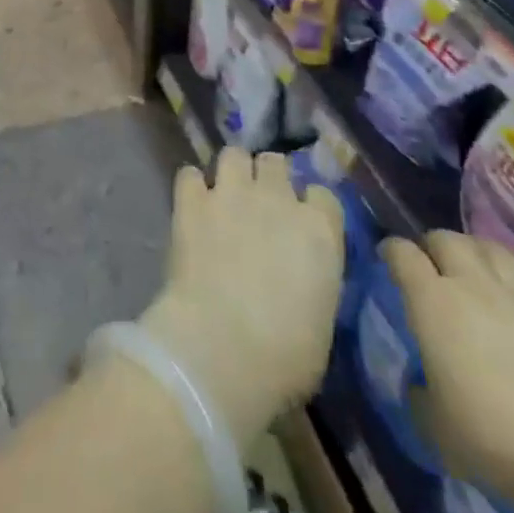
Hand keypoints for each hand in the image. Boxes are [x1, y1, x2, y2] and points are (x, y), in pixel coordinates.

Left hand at [138, 148, 343, 448]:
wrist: (219, 348)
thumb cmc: (283, 357)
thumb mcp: (320, 324)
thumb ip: (314, 283)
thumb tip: (301, 279)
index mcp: (319, 231)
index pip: (323, 196)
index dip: (311, 207)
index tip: (302, 223)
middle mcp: (277, 199)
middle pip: (276, 162)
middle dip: (269, 177)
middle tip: (260, 203)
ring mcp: (232, 193)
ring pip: (234, 155)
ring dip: (232, 171)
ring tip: (226, 195)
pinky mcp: (192, 200)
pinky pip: (190, 175)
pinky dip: (192, 187)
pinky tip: (192, 204)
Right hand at [385, 232, 513, 509]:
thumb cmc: (494, 436)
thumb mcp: (437, 428)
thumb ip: (421, 396)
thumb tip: (421, 385)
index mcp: (431, 300)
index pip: (402, 253)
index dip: (391, 251)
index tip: (388, 258)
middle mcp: (471, 283)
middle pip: (446, 239)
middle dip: (434, 246)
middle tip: (432, 266)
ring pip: (490, 248)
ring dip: (476, 253)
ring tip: (475, 271)